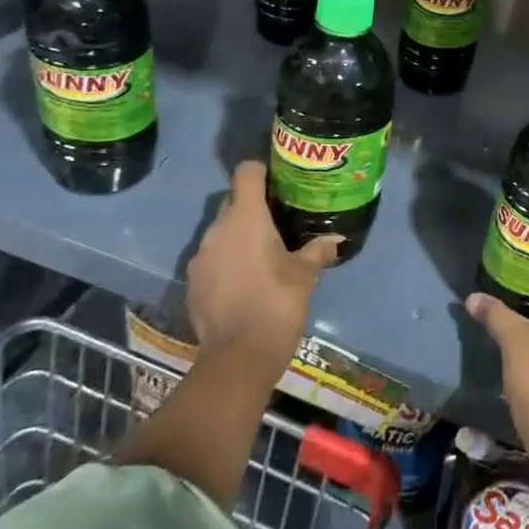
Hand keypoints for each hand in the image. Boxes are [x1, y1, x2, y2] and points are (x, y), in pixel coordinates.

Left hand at [185, 161, 339, 379]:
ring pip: (221, 232)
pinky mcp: (192, 283)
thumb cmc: (277, 303)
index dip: (262, 171)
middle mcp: (217, 230)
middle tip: (279, 221)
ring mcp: (199, 257)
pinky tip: (245, 282)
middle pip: (232, 201)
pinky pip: (211, 259)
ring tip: (263, 254)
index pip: (246, 173)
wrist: (238, 357)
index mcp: (245, 218)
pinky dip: (226, 262)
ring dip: (238, 237)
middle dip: (253, 207)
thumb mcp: (305, 275)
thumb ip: (318, 250)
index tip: (279, 181)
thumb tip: (336, 239)